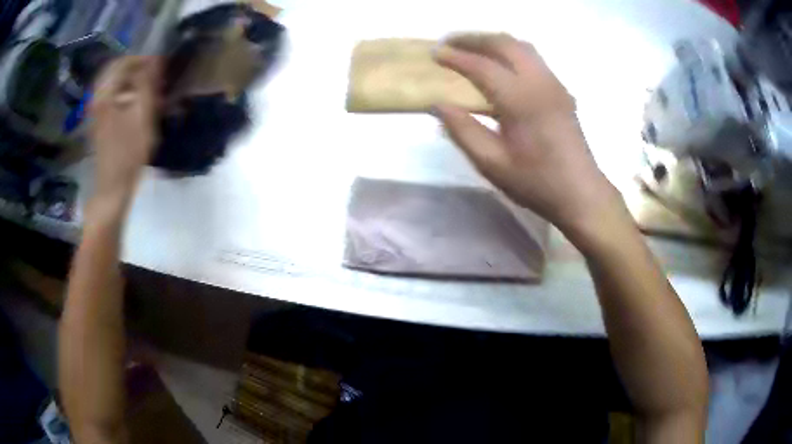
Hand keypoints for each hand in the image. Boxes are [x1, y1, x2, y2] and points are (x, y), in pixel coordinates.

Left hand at [89, 56, 159, 202]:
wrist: (112, 186)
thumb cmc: (129, 154)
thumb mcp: (143, 117)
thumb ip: (147, 85)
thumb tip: (154, 60)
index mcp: (105, 95)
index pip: (122, 62)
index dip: (142, 58)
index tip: (158, 62)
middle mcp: (96, 98)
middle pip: (114, 69)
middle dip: (133, 66)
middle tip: (151, 71)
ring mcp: (94, 110)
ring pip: (111, 81)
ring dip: (128, 78)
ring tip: (144, 83)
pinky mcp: (96, 120)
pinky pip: (108, 94)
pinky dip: (121, 89)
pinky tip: (133, 98)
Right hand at [433, 34, 625, 238]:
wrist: (581, 193)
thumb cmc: (536, 182)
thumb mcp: (492, 164)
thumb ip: (462, 130)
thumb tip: (438, 104)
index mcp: (521, 100)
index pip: (482, 66)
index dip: (456, 57)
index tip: (434, 53)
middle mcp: (539, 82)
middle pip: (504, 44)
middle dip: (474, 38)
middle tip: (449, 43)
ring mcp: (554, 84)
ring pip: (521, 46)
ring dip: (493, 41)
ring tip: (472, 48)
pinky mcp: (561, 90)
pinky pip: (533, 58)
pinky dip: (511, 51)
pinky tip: (501, 64)